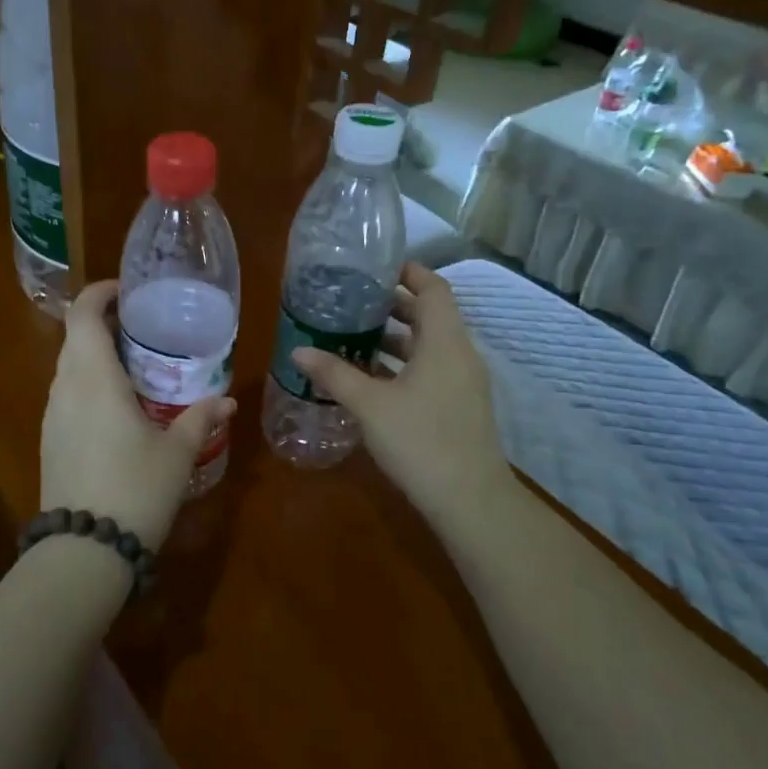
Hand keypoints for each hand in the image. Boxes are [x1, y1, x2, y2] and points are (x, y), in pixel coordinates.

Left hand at [41, 280, 235, 549]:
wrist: (84, 551)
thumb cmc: (135, 490)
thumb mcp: (176, 453)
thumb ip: (200, 419)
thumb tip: (227, 400)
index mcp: (94, 378)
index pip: (83, 314)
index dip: (100, 293)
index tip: (128, 291)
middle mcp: (65, 388)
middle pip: (74, 337)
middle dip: (103, 324)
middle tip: (143, 330)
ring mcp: (52, 416)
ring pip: (69, 368)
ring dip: (95, 356)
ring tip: (136, 366)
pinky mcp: (49, 441)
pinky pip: (67, 395)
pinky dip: (89, 385)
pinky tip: (118, 408)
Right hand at [292, 262, 509, 513]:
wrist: (469, 500)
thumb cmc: (419, 440)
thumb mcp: (369, 404)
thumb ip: (334, 373)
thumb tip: (298, 351)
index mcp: (445, 341)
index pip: (433, 288)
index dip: (408, 272)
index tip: (374, 268)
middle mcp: (460, 354)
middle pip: (430, 315)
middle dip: (394, 305)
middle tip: (353, 303)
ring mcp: (464, 382)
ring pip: (430, 345)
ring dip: (397, 338)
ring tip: (355, 337)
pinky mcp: (460, 406)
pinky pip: (432, 369)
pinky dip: (405, 364)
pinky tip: (372, 378)